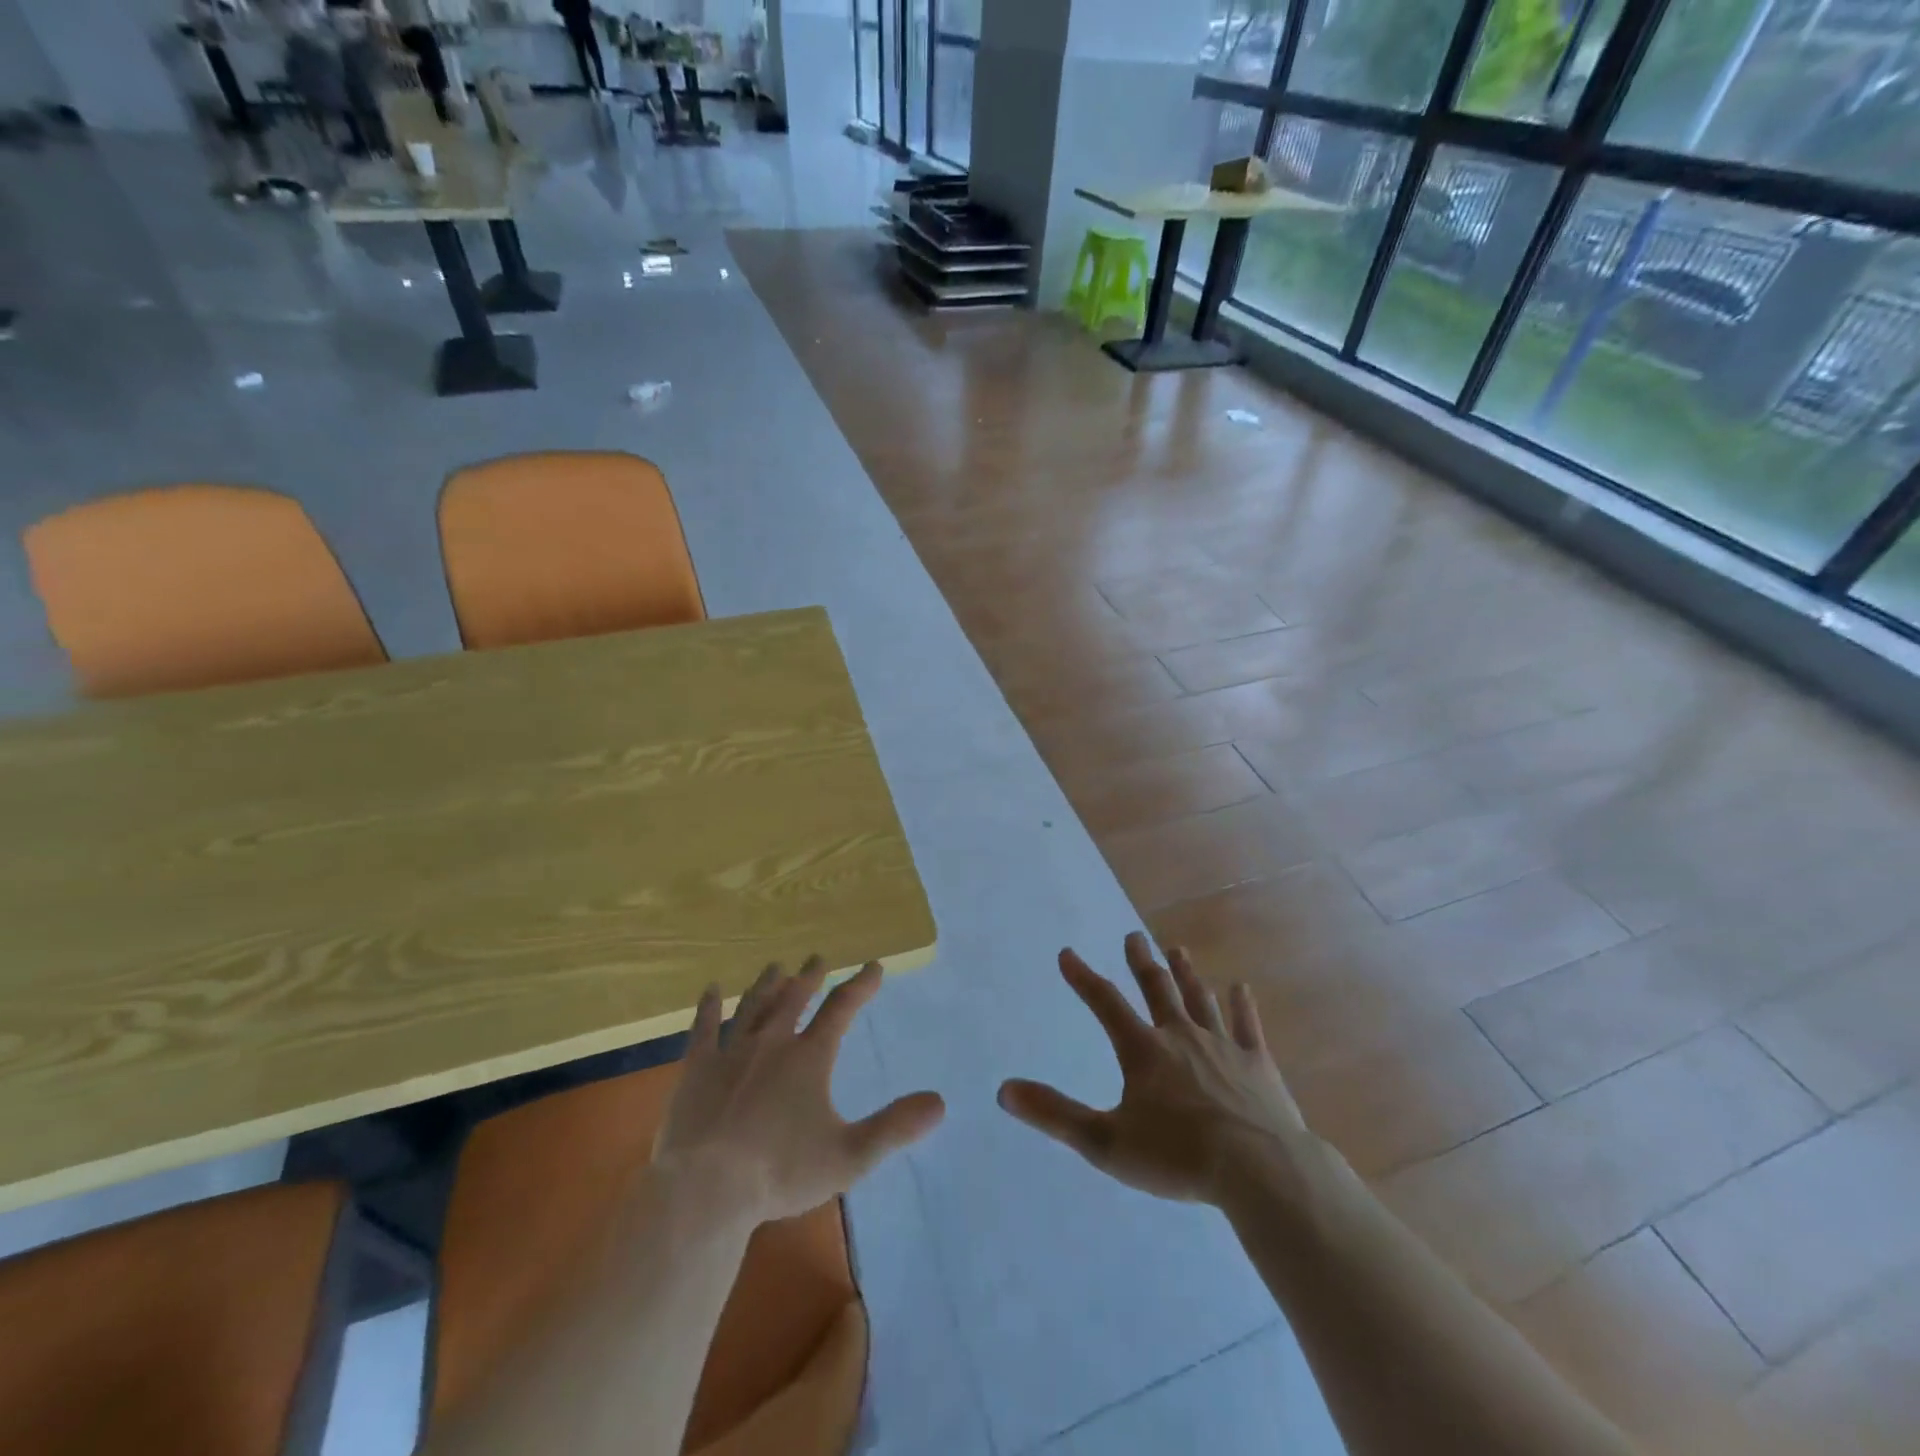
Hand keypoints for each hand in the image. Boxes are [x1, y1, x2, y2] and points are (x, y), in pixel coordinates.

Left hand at [653, 958, 944, 1225]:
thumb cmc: (780, 1173)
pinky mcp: (696, 1070)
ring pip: (752, 1007)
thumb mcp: (849, 1156)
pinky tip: (710, 990)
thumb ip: (894, 1127)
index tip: (874, 966)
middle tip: (817, 958)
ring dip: (766, 985)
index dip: (861, 985)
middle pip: (793, 999)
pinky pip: (703, 1029)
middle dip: (809, 977)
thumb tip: (939, 1102)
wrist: (706, 1190)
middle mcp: (772, 1043)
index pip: (841, 1009)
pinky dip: (708, 1008)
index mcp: (809, 1058)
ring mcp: (731, 1053)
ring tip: (775, 966)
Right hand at [998, 933, 1311, 1205]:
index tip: (1067, 953)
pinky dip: (1243, 1007)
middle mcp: (1181, 1036)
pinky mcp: (1258, 1064)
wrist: (1259, 1171)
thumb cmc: (1178, 1157)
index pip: (1105, 1003)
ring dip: (1187, 974)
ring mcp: (1223, 1046)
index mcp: (1143, 1051)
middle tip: (1133, 936)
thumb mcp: (1105, 1143)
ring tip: (1178, 950)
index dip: (1083, 977)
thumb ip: (1055, 1114)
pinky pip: (1248, 1027)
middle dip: (1141, 962)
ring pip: (1200, 1000)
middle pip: (1157, 989)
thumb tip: (1004, 1089)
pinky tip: (1241, 989)